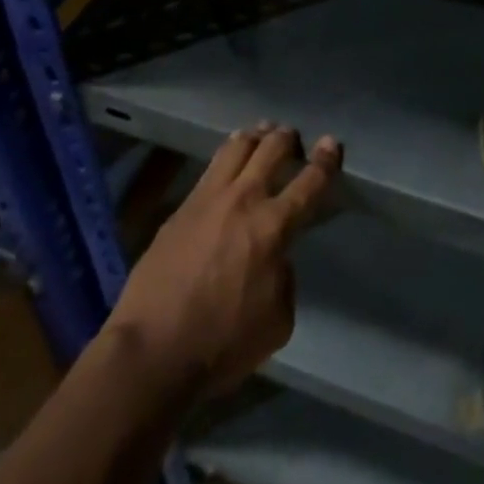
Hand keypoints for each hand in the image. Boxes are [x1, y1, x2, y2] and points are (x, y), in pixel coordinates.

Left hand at [105, 125, 340, 396]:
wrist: (152, 350)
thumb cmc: (222, 344)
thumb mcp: (277, 322)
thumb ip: (284, 279)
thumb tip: (275, 259)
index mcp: (274, 227)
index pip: (309, 182)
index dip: (325, 161)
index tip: (331, 144)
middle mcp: (244, 200)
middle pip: (271, 149)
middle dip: (287, 138)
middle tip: (293, 137)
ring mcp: (208, 198)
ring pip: (237, 146)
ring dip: (255, 136)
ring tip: (261, 133)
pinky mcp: (181, 207)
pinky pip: (210, 168)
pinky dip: (227, 156)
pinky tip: (228, 160)